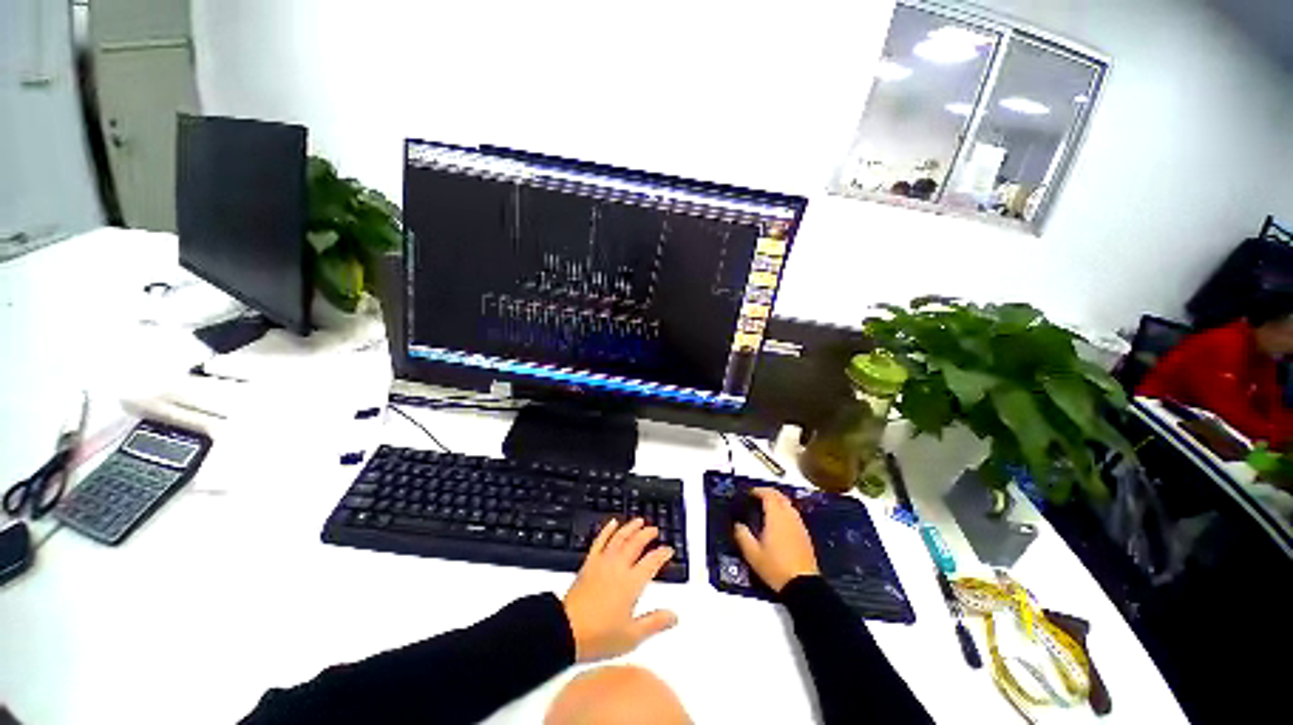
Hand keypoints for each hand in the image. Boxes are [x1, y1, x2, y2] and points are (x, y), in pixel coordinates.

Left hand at [562, 518, 677, 661]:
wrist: (565, 631)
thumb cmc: (599, 636)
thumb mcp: (632, 636)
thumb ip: (654, 623)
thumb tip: (674, 616)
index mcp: (631, 583)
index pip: (652, 561)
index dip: (662, 554)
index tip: (668, 550)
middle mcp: (619, 567)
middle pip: (636, 544)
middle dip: (647, 535)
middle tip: (655, 530)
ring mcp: (603, 563)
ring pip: (619, 538)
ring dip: (631, 527)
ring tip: (639, 521)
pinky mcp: (589, 563)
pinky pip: (599, 541)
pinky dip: (607, 530)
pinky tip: (612, 523)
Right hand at [733, 488, 818, 592]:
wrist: (803, 586)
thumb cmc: (775, 567)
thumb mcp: (752, 554)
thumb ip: (742, 536)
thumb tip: (738, 525)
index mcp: (776, 517)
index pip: (769, 494)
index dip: (758, 490)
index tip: (750, 493)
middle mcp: (789, 517)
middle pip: (781, 496)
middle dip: (769, 493)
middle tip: (757, 497)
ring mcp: (800, 526)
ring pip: (789, 505)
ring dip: (778, 502)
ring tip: (767, 508)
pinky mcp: (805, 535)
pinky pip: (794, 515)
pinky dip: (785, 512)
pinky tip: (779, 523)